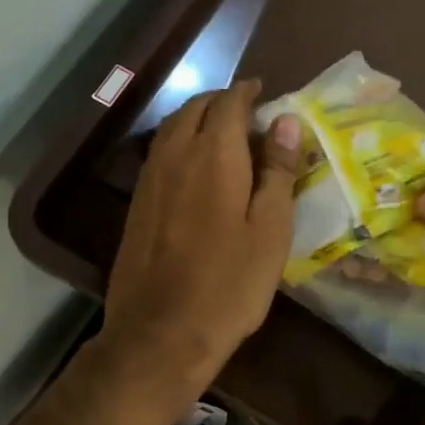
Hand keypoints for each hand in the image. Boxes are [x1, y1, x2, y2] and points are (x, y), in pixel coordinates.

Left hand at [101, 81, 301, 403]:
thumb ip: (278, 171)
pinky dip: (183, 143)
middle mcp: (175, 155)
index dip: (248, 93)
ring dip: (200, 119)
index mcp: (213, 155)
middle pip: (196, 108)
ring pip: (174, 128)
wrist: (162, 332)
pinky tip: (199, 167)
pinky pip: (162, 153)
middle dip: (223, 101)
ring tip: (227, 134)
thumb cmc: (230, 283)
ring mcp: (150, 179)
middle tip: (250, 112)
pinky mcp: (138, 203)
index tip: (266, 94)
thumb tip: (286, 121)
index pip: (229, 103)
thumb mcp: (270, 229)